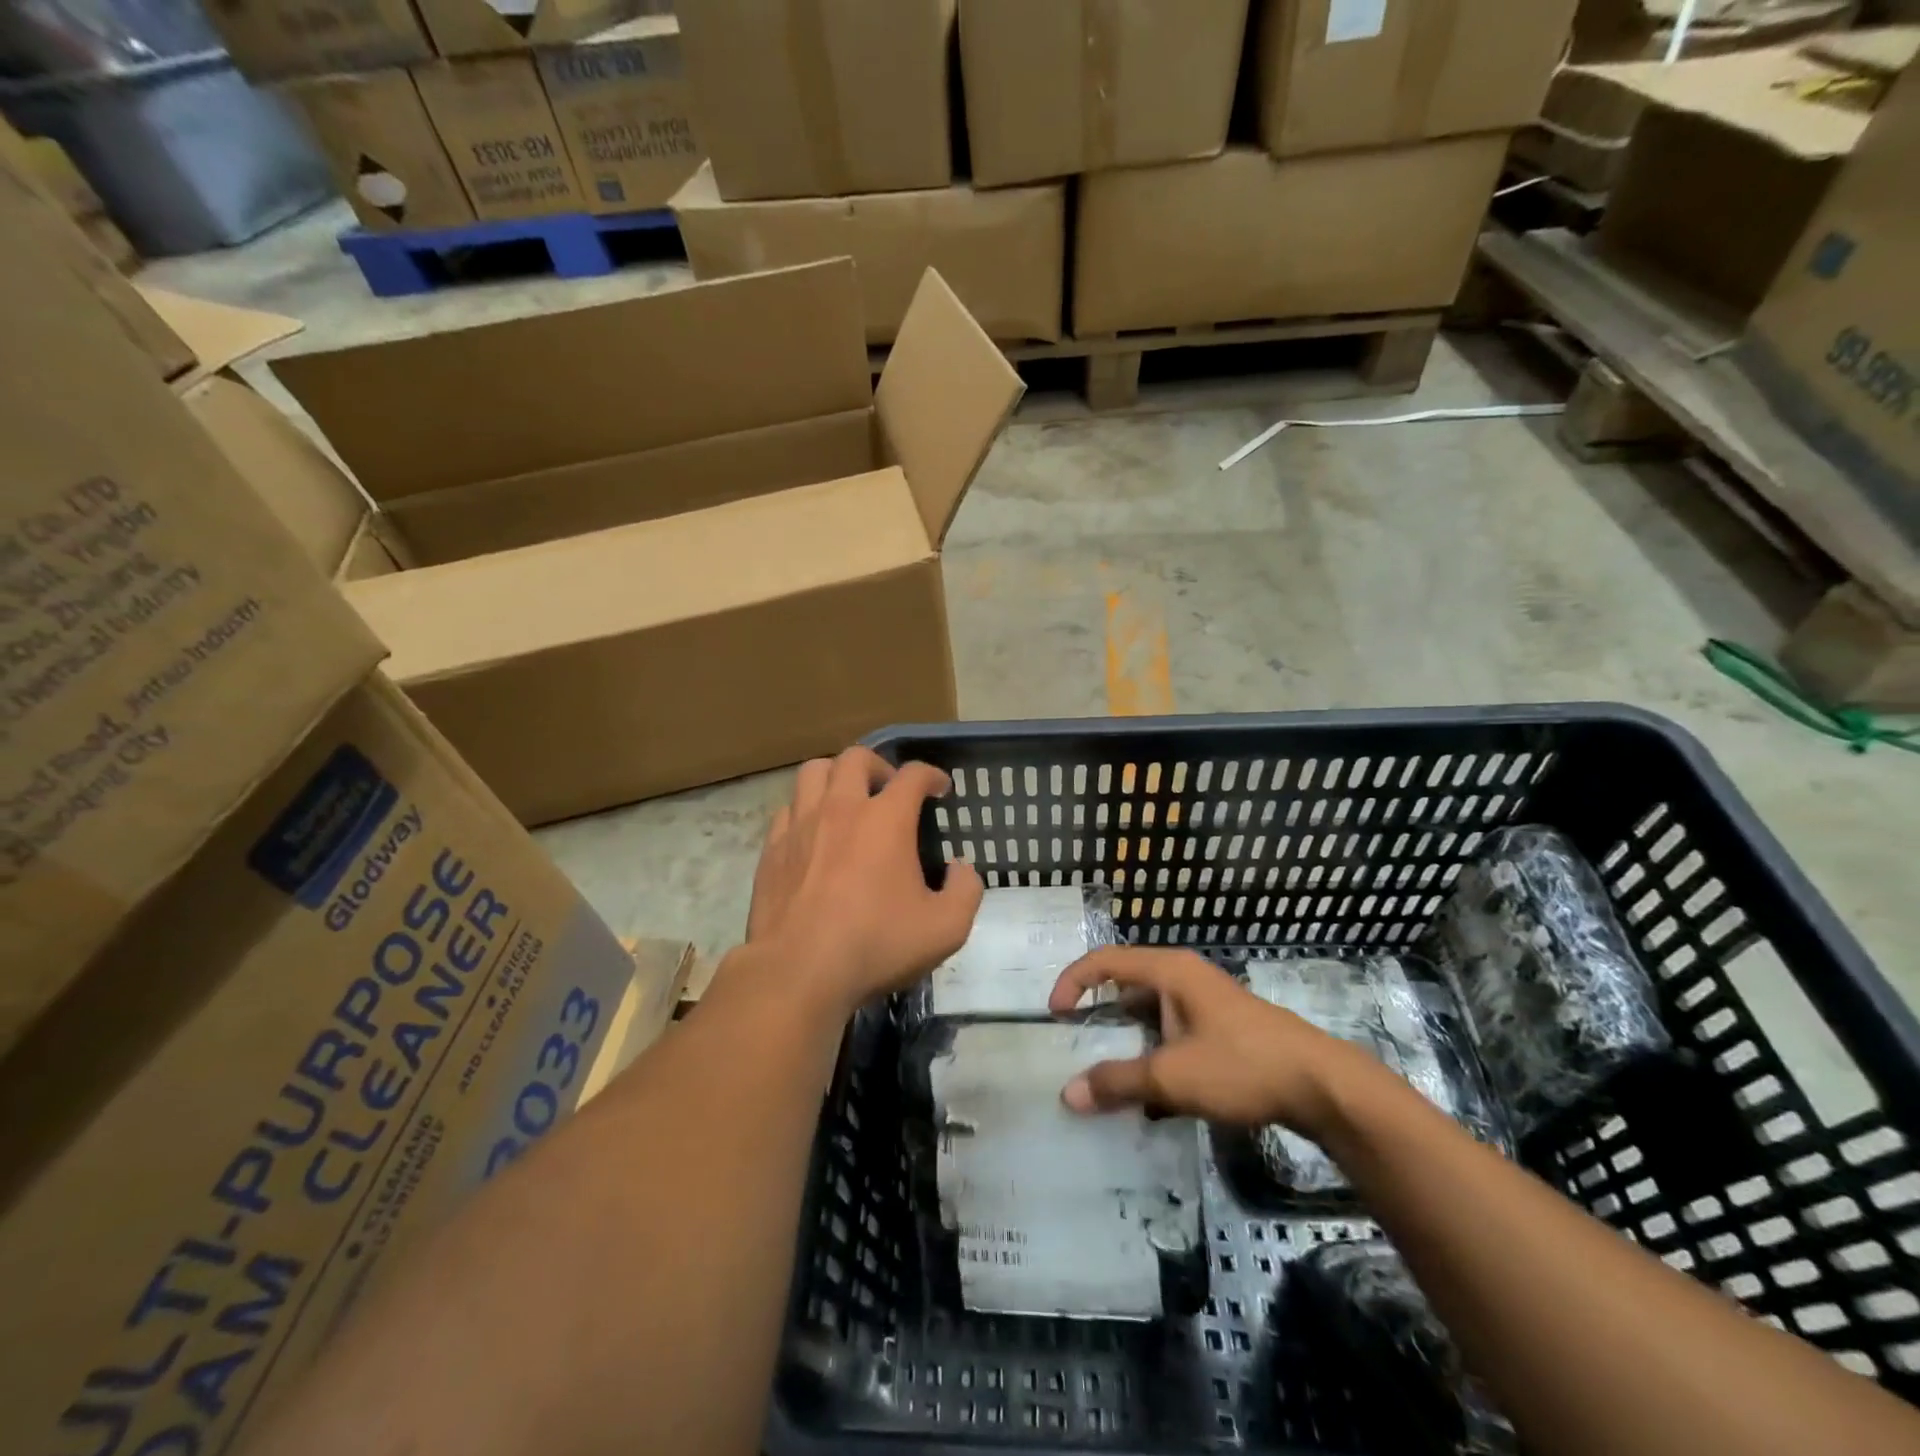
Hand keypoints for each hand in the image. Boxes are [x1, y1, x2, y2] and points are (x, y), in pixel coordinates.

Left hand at [747, 747, 983, 1014]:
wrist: (799, 971)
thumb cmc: (876, 945)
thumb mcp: (945, 928)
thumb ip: (966, 891)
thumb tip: (961, 868)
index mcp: (887, 819)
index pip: (913, 775)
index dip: (931, 775)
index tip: (940, 788)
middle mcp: (842, 808)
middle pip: (857, 757)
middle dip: (880, 765)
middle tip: (889, 789)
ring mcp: (801, 824)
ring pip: (815, 772)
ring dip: (836, 776)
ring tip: (847, 799)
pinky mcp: (772, 848)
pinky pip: (788, 808)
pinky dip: (805, 809)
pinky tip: (813, 833)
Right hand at [1048, 947, 1360, 1136]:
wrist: (1322, 1085)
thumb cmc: (1241, 1065)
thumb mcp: (1172, 1077)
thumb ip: (1117, 1082)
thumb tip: (1068, 1094)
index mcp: (1169, 970)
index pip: (1104, 961)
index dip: (1073, 982)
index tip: (1054, 1016)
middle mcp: (1184, 977)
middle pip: (1127, 986)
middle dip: (1099, 1015)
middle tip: (1077, 1046)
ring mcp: (1206, 1002)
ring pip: (1151, 1013)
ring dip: (1128, 1041)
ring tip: (1110, 1074)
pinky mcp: (1223, 1028)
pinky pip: (1173, 1032)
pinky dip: (1155, 1054)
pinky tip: (1154, 1094)